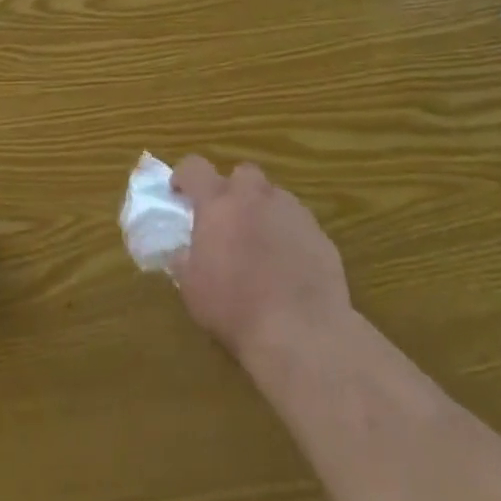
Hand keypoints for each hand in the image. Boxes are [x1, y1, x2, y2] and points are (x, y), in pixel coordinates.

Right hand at [169, 156, 351, 363]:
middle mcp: (254, 196)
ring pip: (274, 197)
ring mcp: (291, 211)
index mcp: (218, 203)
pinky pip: (298, 223)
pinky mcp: (319, 234)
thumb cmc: (236, 309)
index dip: (185, 176)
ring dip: (263, 211)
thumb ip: (185, 259)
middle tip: (228, 219)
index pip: (195, 168)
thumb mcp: (192, 289)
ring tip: (261, 245)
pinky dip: (289, 235)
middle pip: (242, 174)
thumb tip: (183, 251)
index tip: (180, 193)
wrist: (301, 332)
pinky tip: (289, 266)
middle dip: (233, 190)